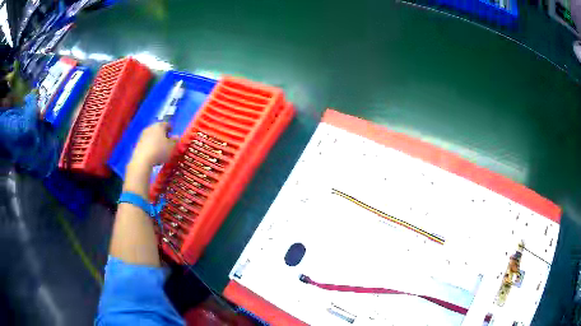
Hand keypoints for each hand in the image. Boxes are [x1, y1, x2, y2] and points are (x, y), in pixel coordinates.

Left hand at [130, 122, 177, 168]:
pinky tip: (153, 152)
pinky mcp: (138, 143)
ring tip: (160, 147)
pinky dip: (150, 145)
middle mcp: (150, 127)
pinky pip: (147, 142)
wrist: (142, 159)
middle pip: (158, 128)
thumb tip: (176, 136)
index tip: (172, 132)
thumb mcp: (171, 147)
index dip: (170, 128)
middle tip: (166, 140)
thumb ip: (175, 140)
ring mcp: (143, 135)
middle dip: (162, 133)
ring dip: (156, 139)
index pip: (166, 124)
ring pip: (152, 135)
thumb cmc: (159, 151)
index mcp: (159, 126)